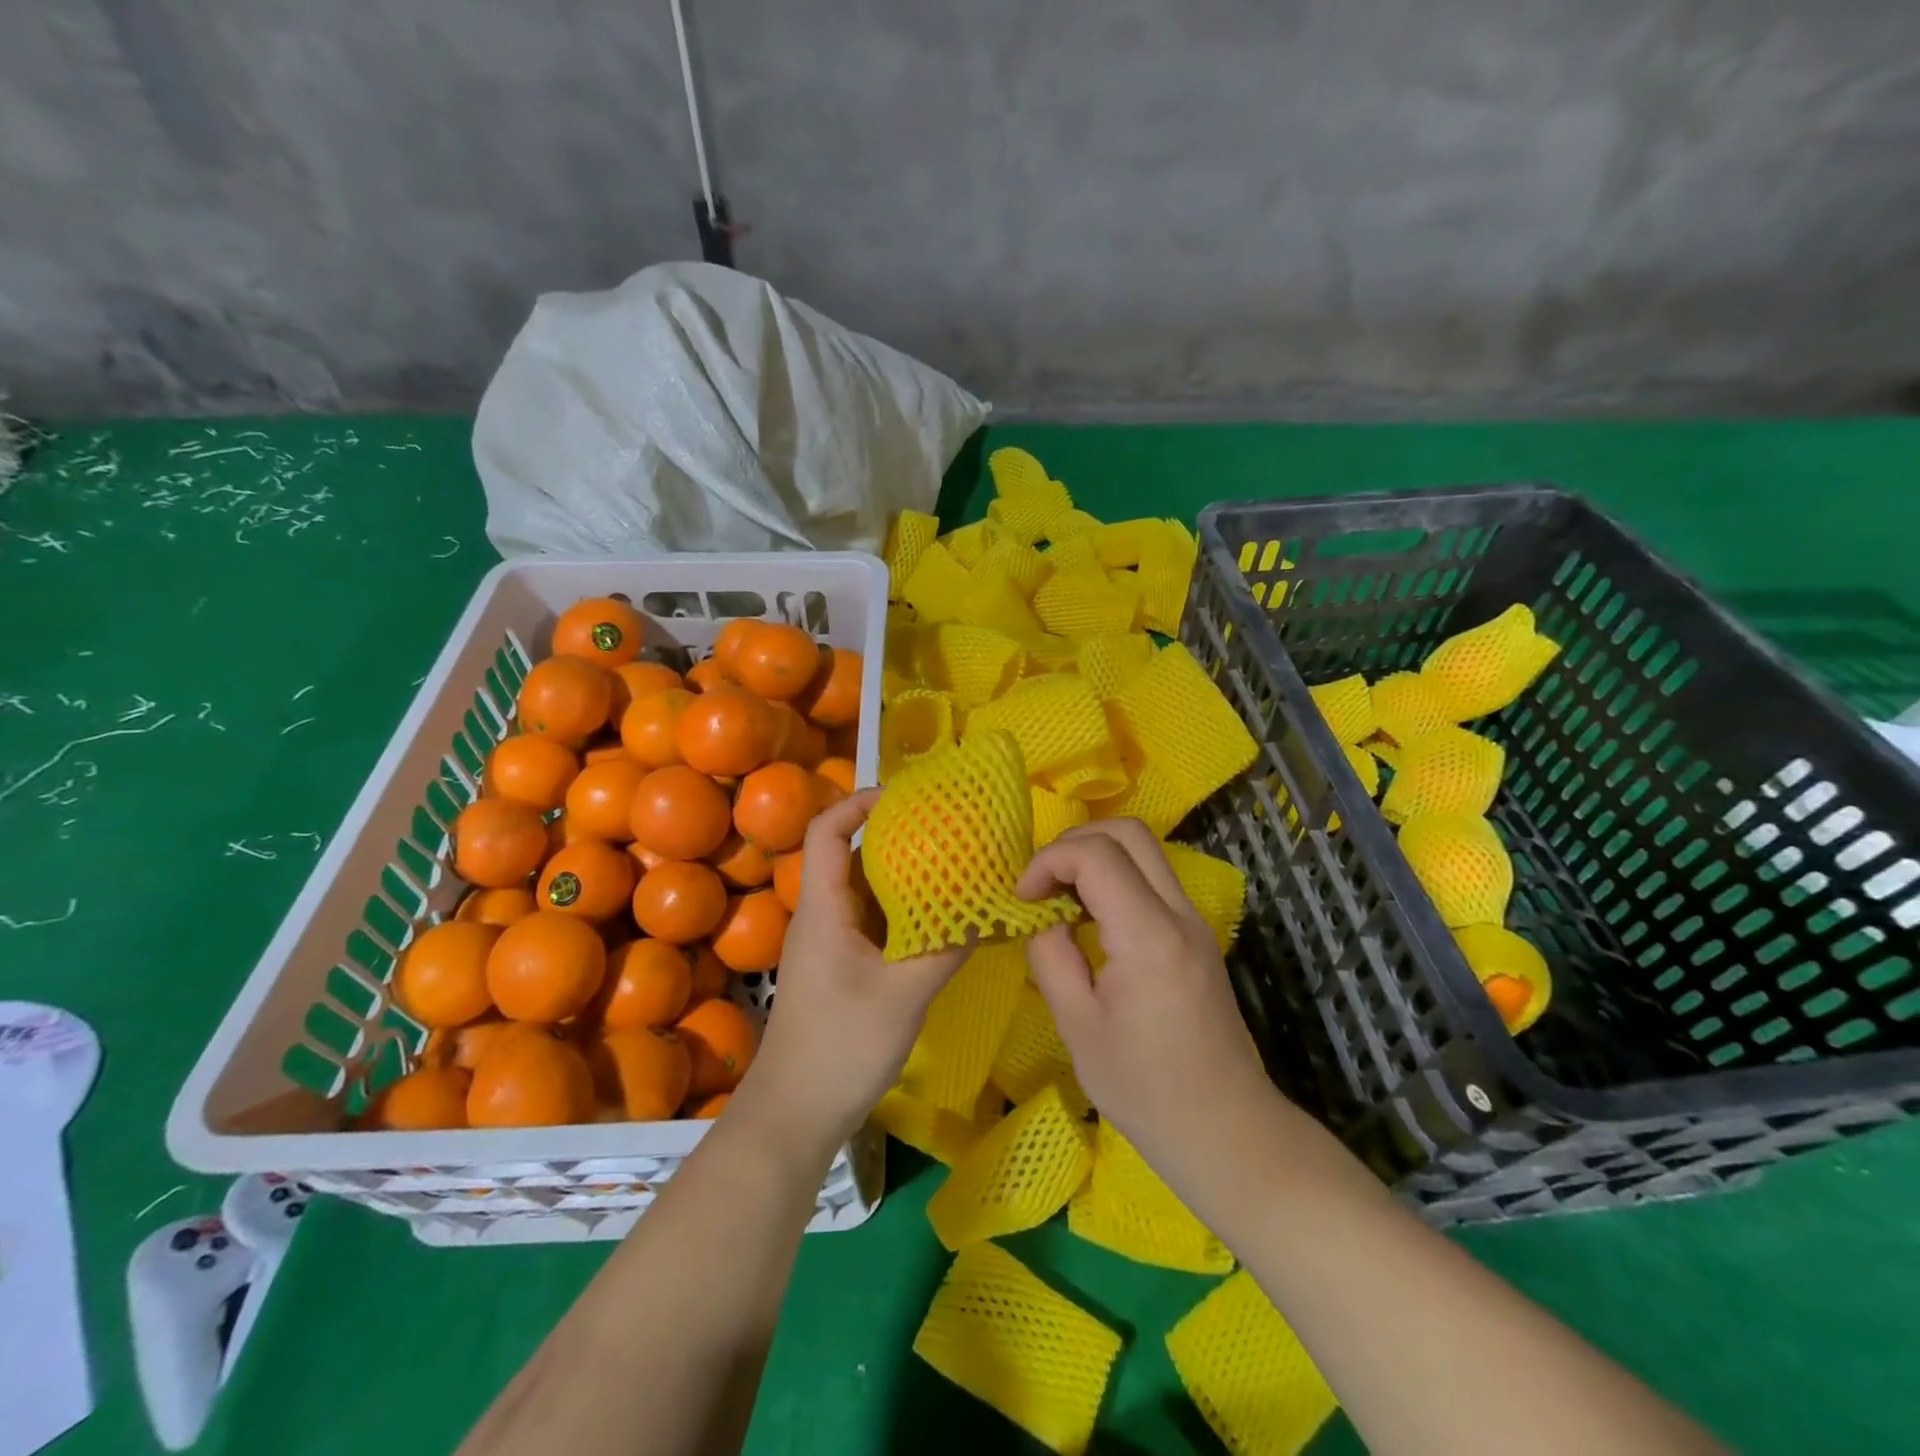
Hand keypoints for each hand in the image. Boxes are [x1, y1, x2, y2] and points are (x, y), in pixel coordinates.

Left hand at [735, 789, 969, 1150]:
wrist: (794, 1114)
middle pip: (851, 853)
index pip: (826, 832)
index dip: (859, 803)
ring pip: (866, 888)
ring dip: (903, 873)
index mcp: (823, 909)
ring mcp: (832, 941)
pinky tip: (939, 915)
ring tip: (951, 862)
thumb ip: (944, 950)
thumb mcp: (902, 997)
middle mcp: (823, 915)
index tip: (907, 795)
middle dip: (895, 833)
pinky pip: (873, 919)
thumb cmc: (840, 1048)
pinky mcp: (843, 965)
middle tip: (946, 826)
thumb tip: (987, 910)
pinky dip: (903, 908)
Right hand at [1018, 819, 1281, 1179]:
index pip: (1096, 854)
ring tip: (1059, 897)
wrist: (1226, 1130)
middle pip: (1128, 832)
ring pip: (1144, 850)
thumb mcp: (1077, 1027)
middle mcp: (1179, 914)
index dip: (1048, 861)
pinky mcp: (1196, 935)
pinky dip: (1114, 877)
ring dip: (1095, 856)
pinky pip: (1152, 879)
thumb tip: (1041, 916)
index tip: (1022, 897)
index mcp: (1149, 936)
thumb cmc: (1145, 1090)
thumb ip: (1051, 957)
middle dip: (1073, 843)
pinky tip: (1089, 917)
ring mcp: (1194, 922)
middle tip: (1040, 883)